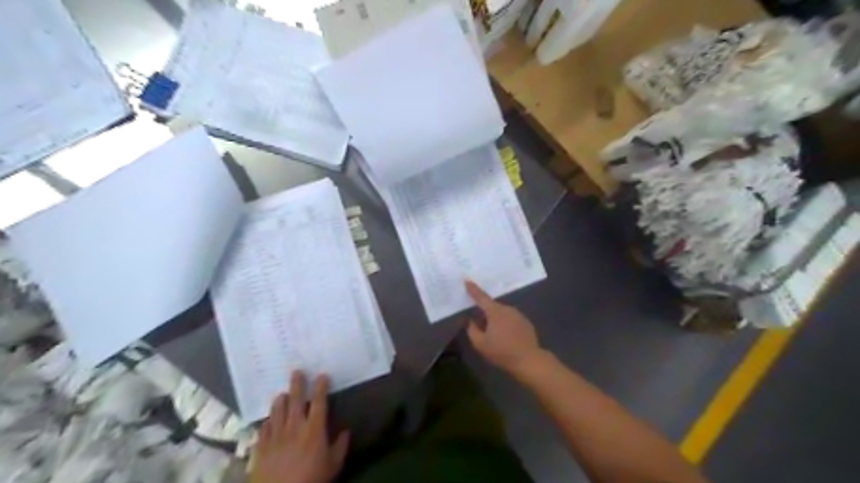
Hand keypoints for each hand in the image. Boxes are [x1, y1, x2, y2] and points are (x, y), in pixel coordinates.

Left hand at [251, 373, 351, 482]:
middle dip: (297, 384)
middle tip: (296, 371)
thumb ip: (340, 446)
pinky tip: (269, 420)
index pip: (319, 402)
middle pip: (295, 400)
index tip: (322, 375)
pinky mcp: (261, 447)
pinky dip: (267, 421)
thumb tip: (346, 431)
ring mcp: (276, 436)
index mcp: (314, 429)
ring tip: (282, 394)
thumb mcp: (333, 465)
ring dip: (280, 400)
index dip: (321, 387)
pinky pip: (263, 428)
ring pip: (277, 411)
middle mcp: (294, 427)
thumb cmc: (311, 479)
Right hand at [465, 280, 542, 374]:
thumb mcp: (480, 344)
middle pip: (492, 306)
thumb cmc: (502, 352)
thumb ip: (472, 330)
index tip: (467, 280)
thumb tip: (470, 321)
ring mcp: (518, 315)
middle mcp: (507, 309)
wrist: (529, 360)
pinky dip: (506, 324)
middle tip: (479, 324)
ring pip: (502, 313)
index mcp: (495, 312)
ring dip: (496, 319)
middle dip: (485, 312)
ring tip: (493, 334)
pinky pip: (511, 319)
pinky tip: (506, 337)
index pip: (481, 297)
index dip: (473, 289)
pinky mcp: (526, 322)